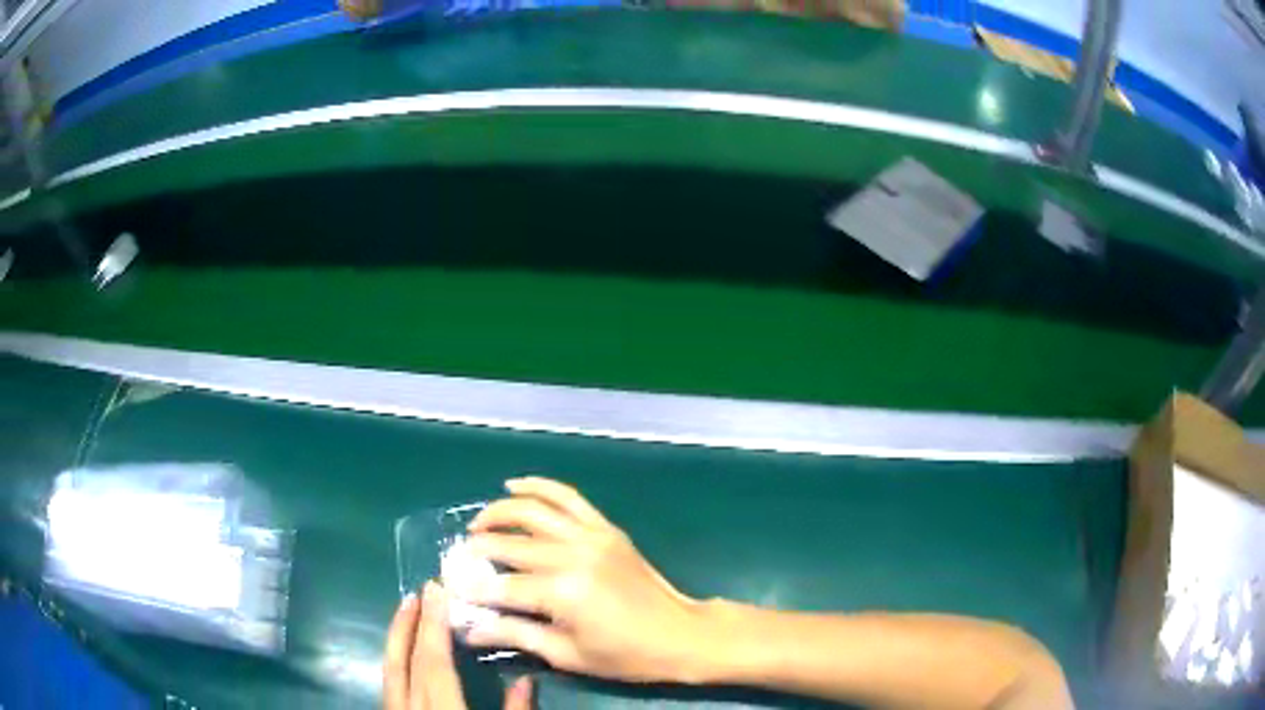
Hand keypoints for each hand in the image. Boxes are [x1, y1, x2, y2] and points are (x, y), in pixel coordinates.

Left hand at [384, 580, 533, 709]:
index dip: (433, 625)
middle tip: (421, 590)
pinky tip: (402, 649)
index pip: (434, 661)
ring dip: (397, 636)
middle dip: (412, 623)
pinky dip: (393, 658)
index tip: (435, 589)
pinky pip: (388, 680)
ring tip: (407, 608)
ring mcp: (395, 709)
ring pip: (389, 667)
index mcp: (442, 708)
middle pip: (407, 660)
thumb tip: (526, 681)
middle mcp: (411, 705)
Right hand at [460, 477, 709, 683]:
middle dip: (477, 551)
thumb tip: (469, 629)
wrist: (679, 634)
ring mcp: (591, 536)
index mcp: (562, 593)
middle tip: (461, 560)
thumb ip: (514, 635)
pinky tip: (515, 485)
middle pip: (510, 545)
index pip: (501, 586)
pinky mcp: (605, 527)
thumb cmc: (623, 655)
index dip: (473, 590)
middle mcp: (572, 555)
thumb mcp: (566, 654)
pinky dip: (539, 486)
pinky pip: (568, 496)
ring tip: (478, 524)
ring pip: (533, 510)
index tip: (453, 590)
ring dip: (499, 512)